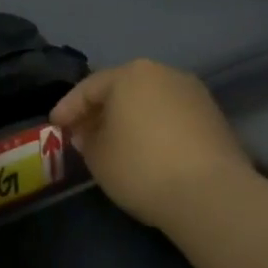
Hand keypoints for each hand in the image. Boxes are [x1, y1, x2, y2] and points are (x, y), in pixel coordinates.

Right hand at [49, 60, 257, 231]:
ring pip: (149, 101)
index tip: (54, 126)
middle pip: (122, 89)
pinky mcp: (213, 117)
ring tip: (114, 142)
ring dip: (128, 118)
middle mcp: (164, 73)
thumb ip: (86, 138)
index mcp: (130, 75)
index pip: (89, 88)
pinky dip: (153, 128)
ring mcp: (193, 93)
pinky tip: (145, 149)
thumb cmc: (141, 167)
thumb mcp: (97, 156)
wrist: (210, 194)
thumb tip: (91, 132)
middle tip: (82, 132)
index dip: (68, 108)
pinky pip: (171, 116)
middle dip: (100, 110)